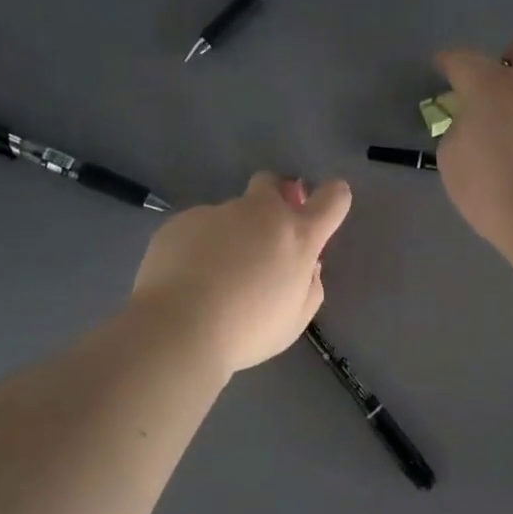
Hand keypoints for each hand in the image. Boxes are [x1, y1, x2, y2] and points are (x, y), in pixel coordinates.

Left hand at [132, 173, 352, 374]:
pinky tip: (187, 276)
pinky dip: (199, 245)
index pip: (331, 199)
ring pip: (230, 212)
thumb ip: (309, 286)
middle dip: (274, 197)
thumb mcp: (295, 320)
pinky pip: (198, 227)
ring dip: (231, 233)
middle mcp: (259, 213)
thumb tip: (307, 266)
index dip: (334, 197)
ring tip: (213, 274)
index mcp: (297, 236)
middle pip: (272, 183)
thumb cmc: (247, 330)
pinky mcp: (181, 221)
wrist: (178, 327)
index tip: (327, 206)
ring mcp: (217, 212)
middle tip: (264, 235)